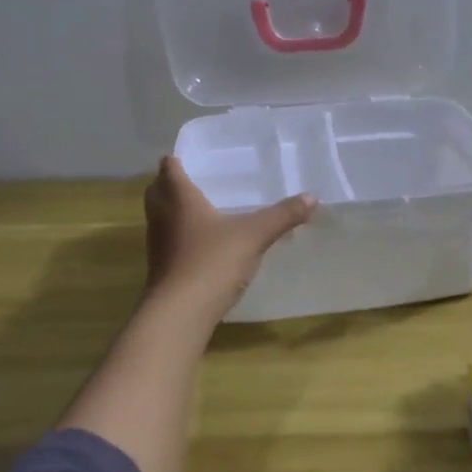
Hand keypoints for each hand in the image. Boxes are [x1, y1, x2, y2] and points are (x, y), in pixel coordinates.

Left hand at [142, 157, 316, 318]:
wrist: (181, 312)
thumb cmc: (212, 261)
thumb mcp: (254, 236)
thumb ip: (282, 216)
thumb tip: (313, 197)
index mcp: (179, 197)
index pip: (169, 167)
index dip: (177, 160)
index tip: (194, 159)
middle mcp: (162, 216)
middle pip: (158, 191)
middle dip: (173, 185)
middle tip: (199, 183)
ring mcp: (158, 244)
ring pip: (161, 217)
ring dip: (175, 212)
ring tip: (204, 212)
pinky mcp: (161, 268)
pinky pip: (169, 242)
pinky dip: (181, 238)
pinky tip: (204, 246)